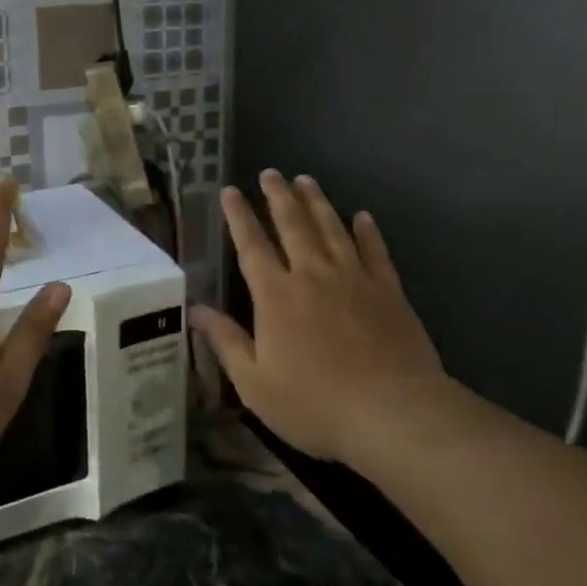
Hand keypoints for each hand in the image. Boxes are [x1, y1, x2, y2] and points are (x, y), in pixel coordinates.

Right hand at [190, 170, 447, 471]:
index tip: (230, 191)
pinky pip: (375, 251)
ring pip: (332, 228)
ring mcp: (354, 278)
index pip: (251, 245)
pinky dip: (367, 231)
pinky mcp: (388, 290)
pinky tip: (362, 216)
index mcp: (276, 295)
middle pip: (293, 224)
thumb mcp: (255, 383)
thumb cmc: (315, 404)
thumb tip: (195, 310)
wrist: (391, 412)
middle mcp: (313, 274)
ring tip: (306, 180)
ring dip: (316, 202)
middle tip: (271, 173)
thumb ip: (226, 342)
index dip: (239, 217)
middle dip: (278, 196)